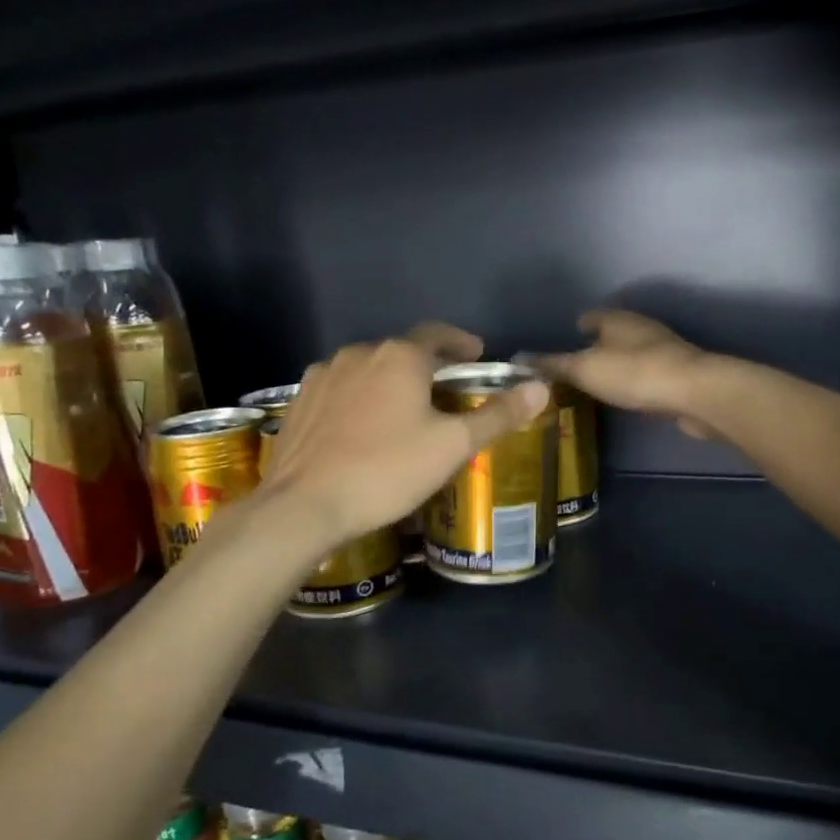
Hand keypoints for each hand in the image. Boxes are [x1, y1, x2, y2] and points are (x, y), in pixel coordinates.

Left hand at [262, 323, 547, 542]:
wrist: (304, 505)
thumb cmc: (387, 470)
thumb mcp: (452, 445)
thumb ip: (498, 415)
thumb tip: (540, 387)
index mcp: (399, 357)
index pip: (437, 334)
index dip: (461, 342)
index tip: (476, 354)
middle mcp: (359, 353)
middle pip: (401, 352)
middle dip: (426, 367)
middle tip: (446, 392)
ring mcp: (323, 376)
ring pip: (367, 370)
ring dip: (389, 382)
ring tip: (404, 412)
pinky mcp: (299, 402)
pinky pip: (340, 390)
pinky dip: (359, 399)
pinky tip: (362, 428)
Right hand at [534, 310, 718, 438]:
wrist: (695, 393)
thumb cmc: (634, 373)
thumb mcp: (584, 369)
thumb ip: (552, 365)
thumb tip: (518, 358)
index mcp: (617, 319)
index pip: (590, 317)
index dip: (576, 327)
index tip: (563, 342)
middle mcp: (641, 328)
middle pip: (612, 334)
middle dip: (595, 347)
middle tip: (573, 368)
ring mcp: (663, 351)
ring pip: (631, 355)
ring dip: (616, 366)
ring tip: (596, 385)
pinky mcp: (678, 375)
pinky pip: (646, 376)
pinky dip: (633, 383)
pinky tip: (626, 398)